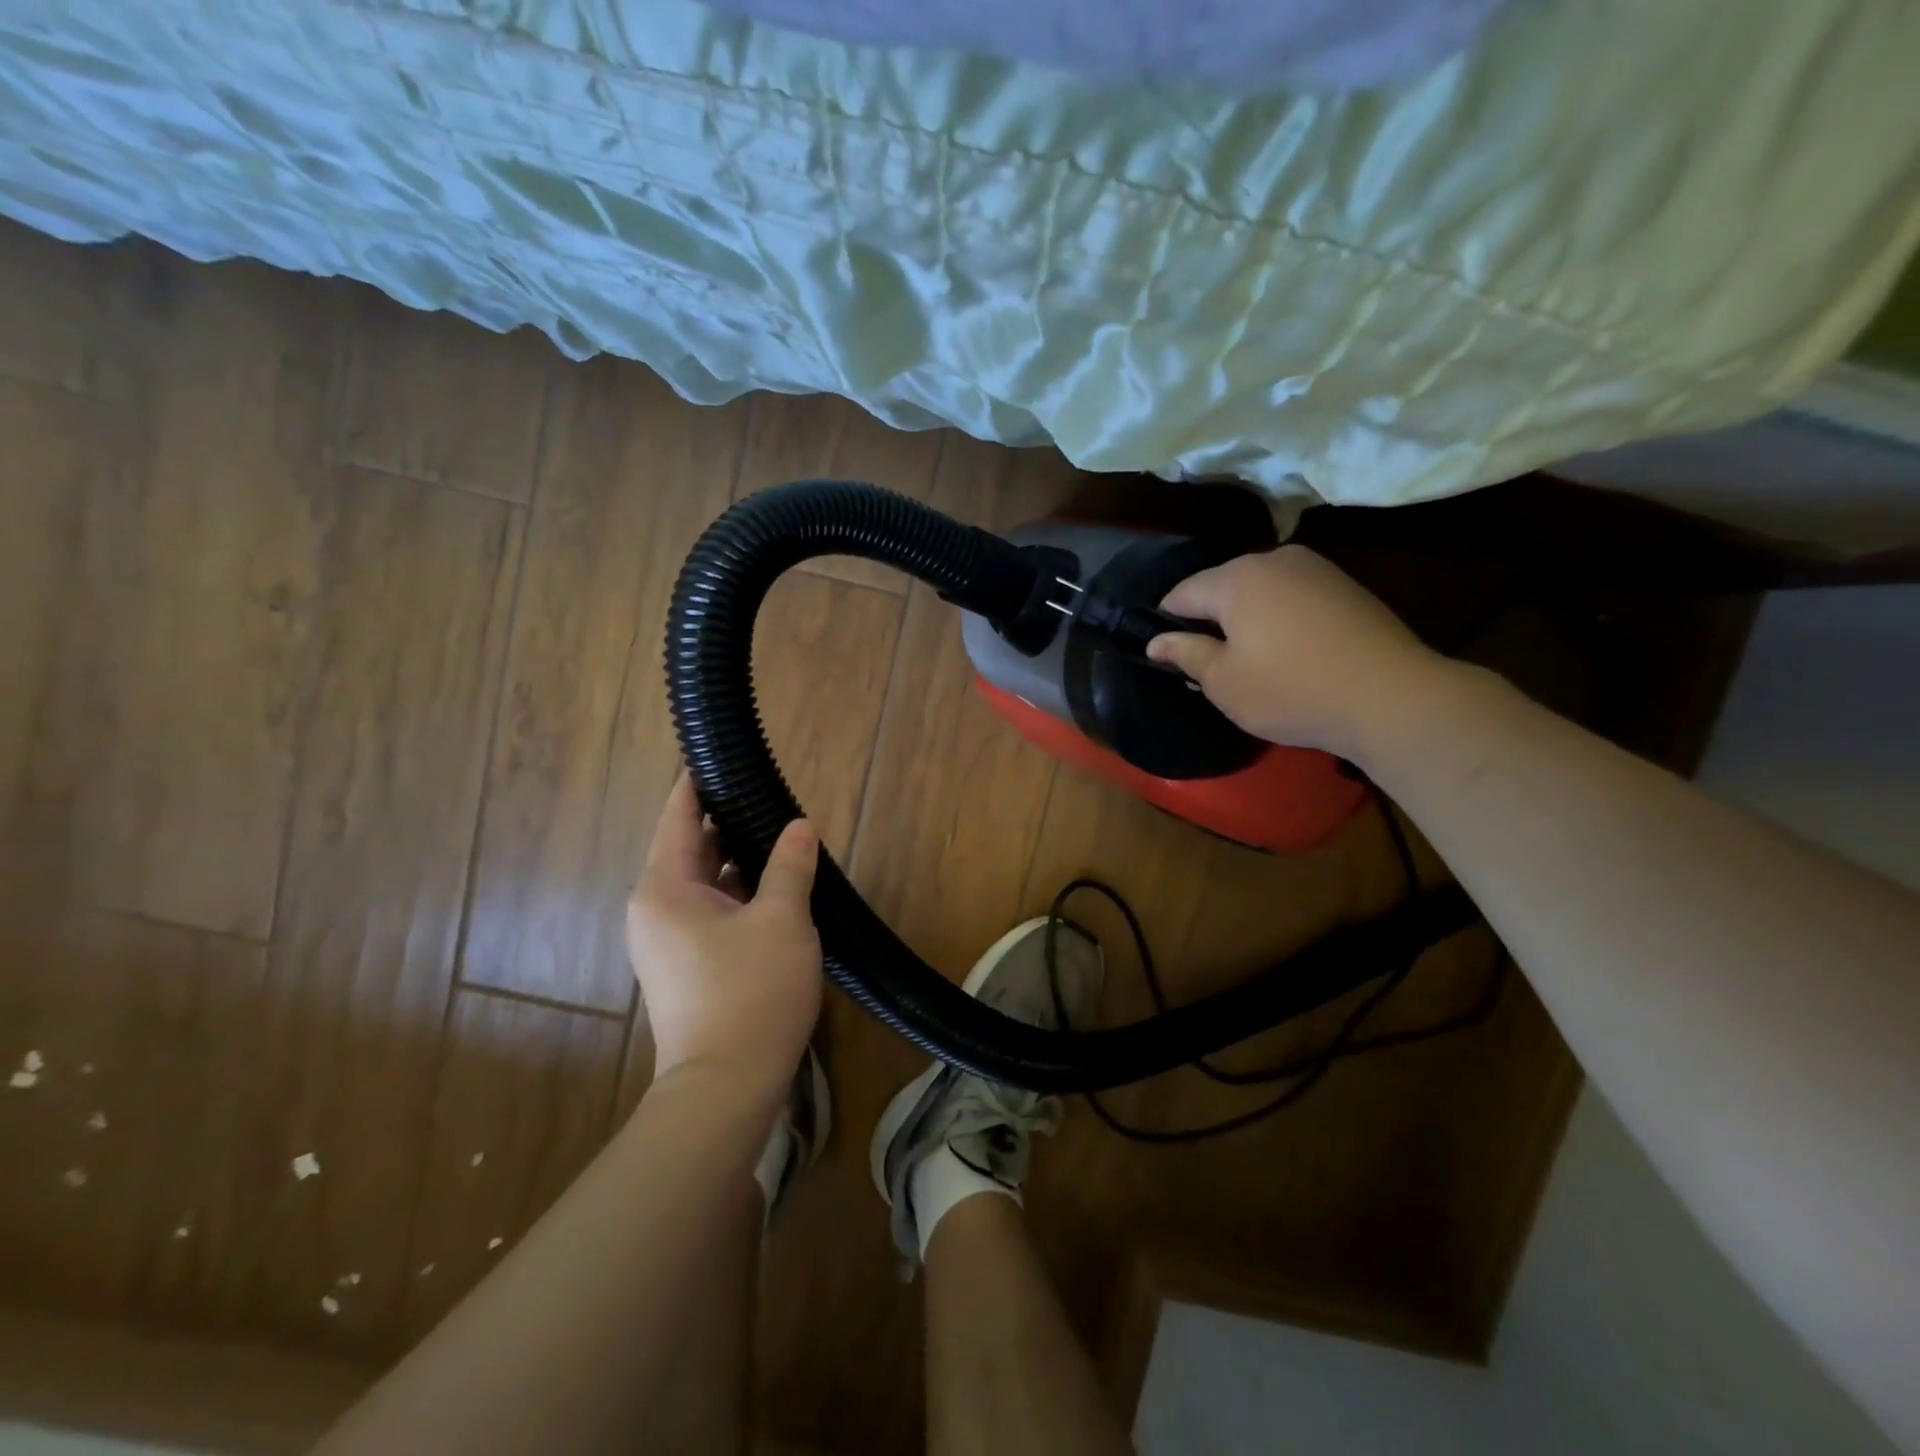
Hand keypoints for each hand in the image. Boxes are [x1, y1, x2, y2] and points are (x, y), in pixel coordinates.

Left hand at [627, 775, 822, 1099]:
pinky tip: (776, 888)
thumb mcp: (782, 919)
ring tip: (783, 838)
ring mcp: (667, 941)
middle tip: (774, 798)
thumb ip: (790, 865)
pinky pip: (710, 911)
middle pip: (692, 847)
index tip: (722, 756)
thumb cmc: (751, 992)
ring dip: (740, 862)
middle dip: (732, 823)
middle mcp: (655, 908)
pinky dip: (738, 894)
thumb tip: (799, 826)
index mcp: (665, 887)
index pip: (679, 816)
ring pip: (705, 882)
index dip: (700, 783)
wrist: (725, 1088)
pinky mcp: (686, 966)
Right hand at [1146, 546, 1449, 762]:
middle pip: (1223, 587)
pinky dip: (1281, 620)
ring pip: (1261, 591)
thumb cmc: (1290, 690)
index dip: (1166, 621)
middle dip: (1209, 619)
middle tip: (1207, 663)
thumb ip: (1186, 654)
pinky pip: (1294, 598)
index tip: (1164, 653)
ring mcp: (1316, 569)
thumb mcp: (1223, 681)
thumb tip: (1156, 641)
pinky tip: (1289, 653)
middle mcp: (1274, 560)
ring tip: (1250, 660)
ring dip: (1247, 619)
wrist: (1391, 697)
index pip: (1182, 593)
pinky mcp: (1347, 587)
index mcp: (1236, 579)